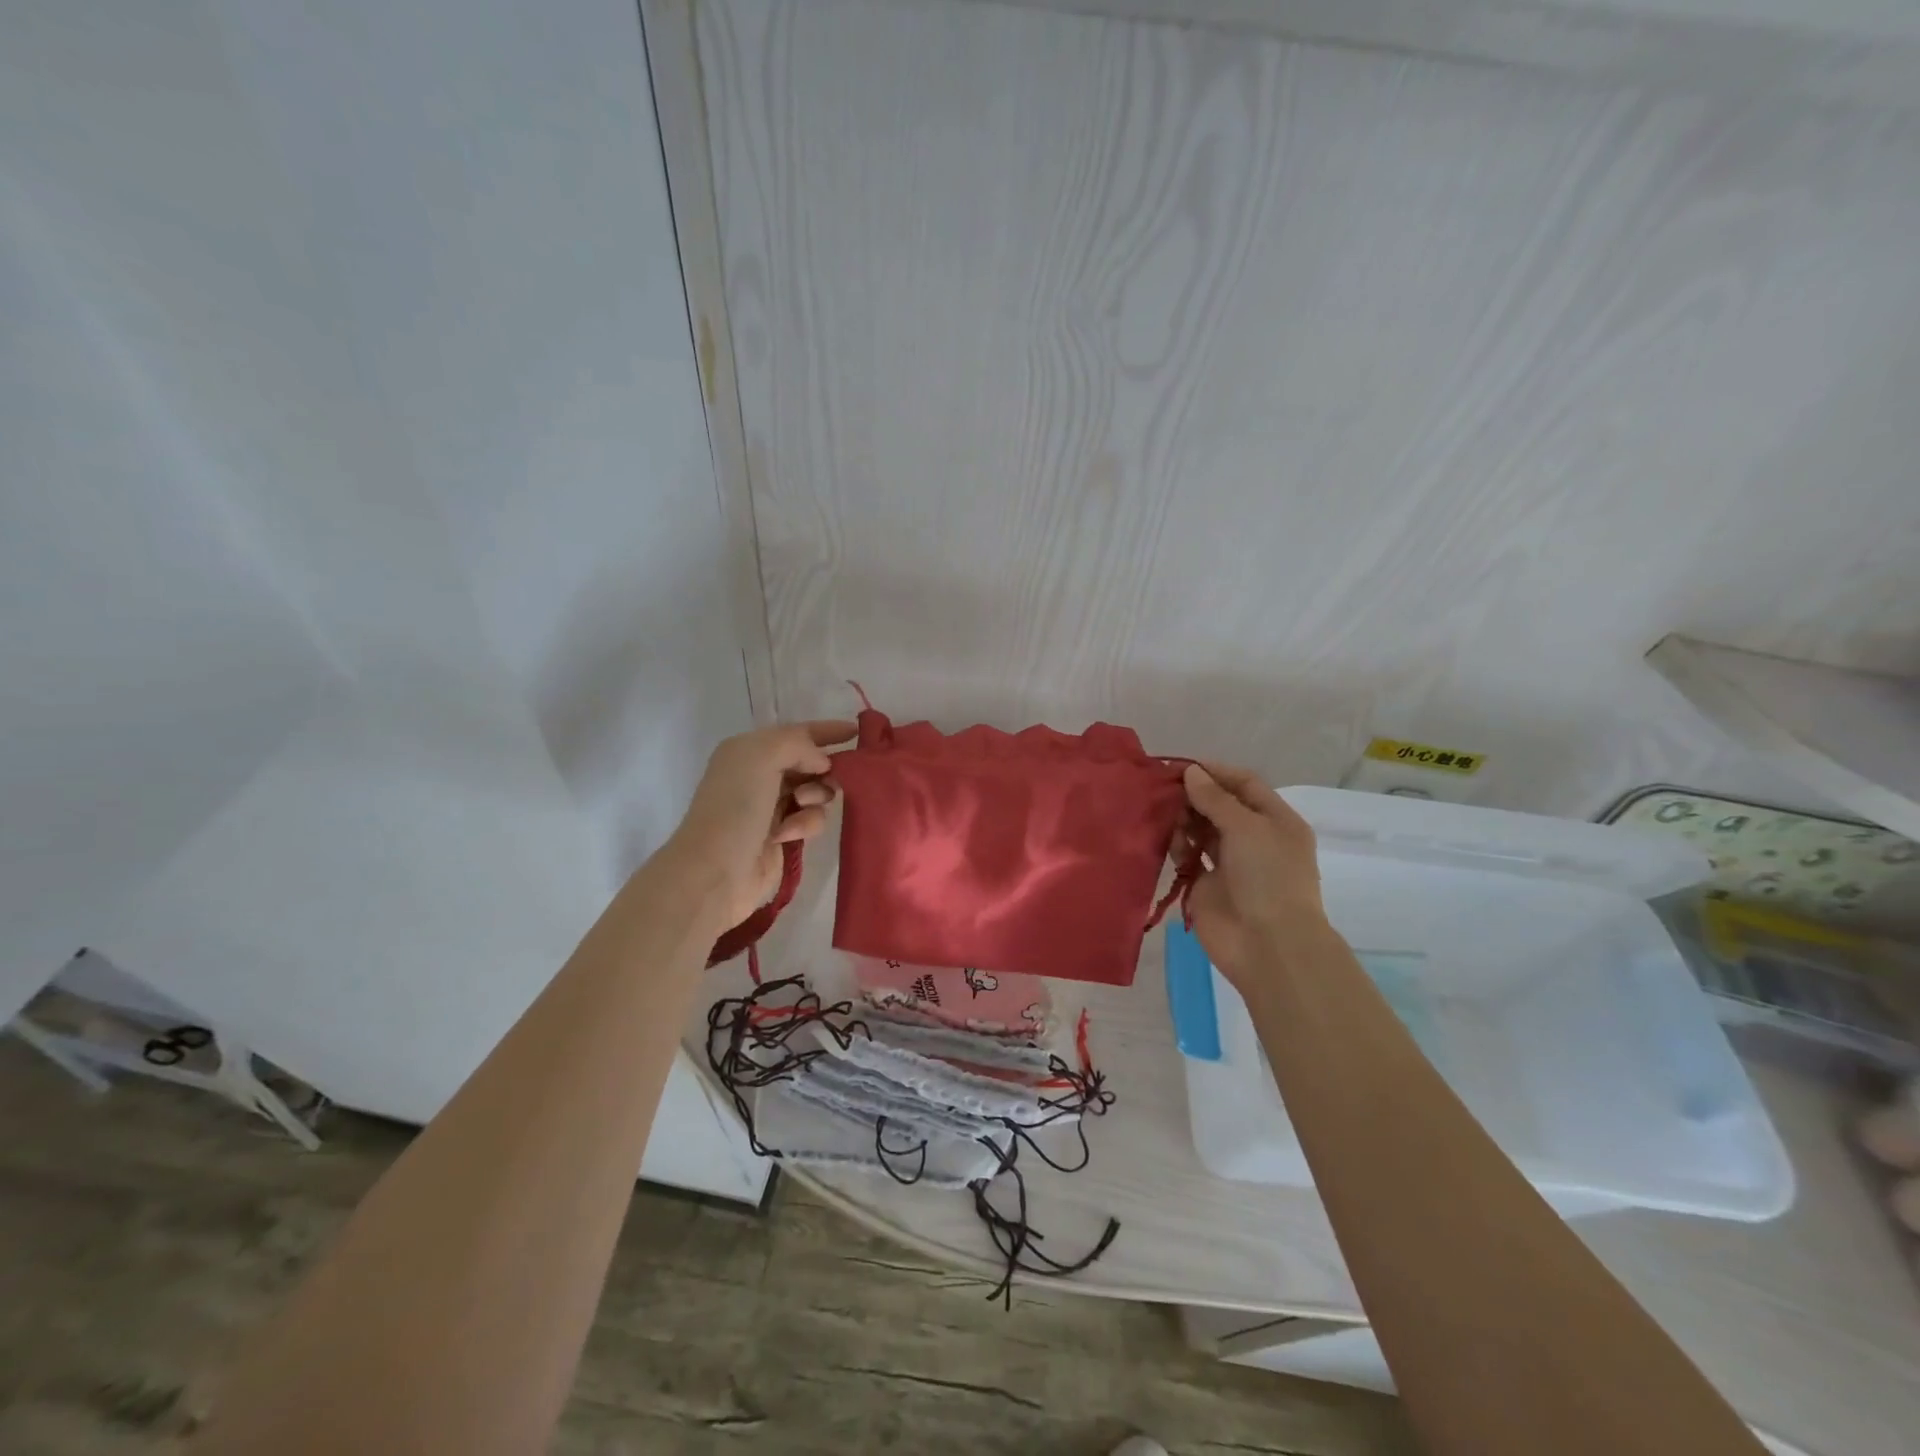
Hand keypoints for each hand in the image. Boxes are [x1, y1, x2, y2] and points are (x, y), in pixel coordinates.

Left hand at [664, 721, 855, 929]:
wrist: (716, 870)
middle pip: (811, 763)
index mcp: (749, 751)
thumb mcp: (761, 756)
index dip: (826, 730)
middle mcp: (760, 775)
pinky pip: (812, 820)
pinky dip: (806, 823)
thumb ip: (798, 743)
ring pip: (817, 792)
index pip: (796, 733)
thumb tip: (822, 763)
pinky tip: (788, 834)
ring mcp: (772, 807)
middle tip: (830, 778)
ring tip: (800, 804)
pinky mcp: (784, 836)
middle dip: (824, 769)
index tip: (856, 732)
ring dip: (815, 796)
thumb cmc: (735, 807)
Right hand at [1182, 762, 1327, 991]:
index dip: (1216, 772)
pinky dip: (1177, 846)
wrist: (1267, 945)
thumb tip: (1191, 772)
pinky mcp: (1206, 885)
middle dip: (1194, 796)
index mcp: (1276, 821)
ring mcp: (1230, 863)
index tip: (1183, 766)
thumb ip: (1215, 798)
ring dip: (1184, 820)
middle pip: (1220, 806)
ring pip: (1201, 829)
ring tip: (1166, 817)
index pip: (1244, 784)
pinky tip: (1168, 842)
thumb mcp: (1247, 827)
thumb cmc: (1268, 877)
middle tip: (1164, 790)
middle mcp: (1254, 838)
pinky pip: (1188, 856)